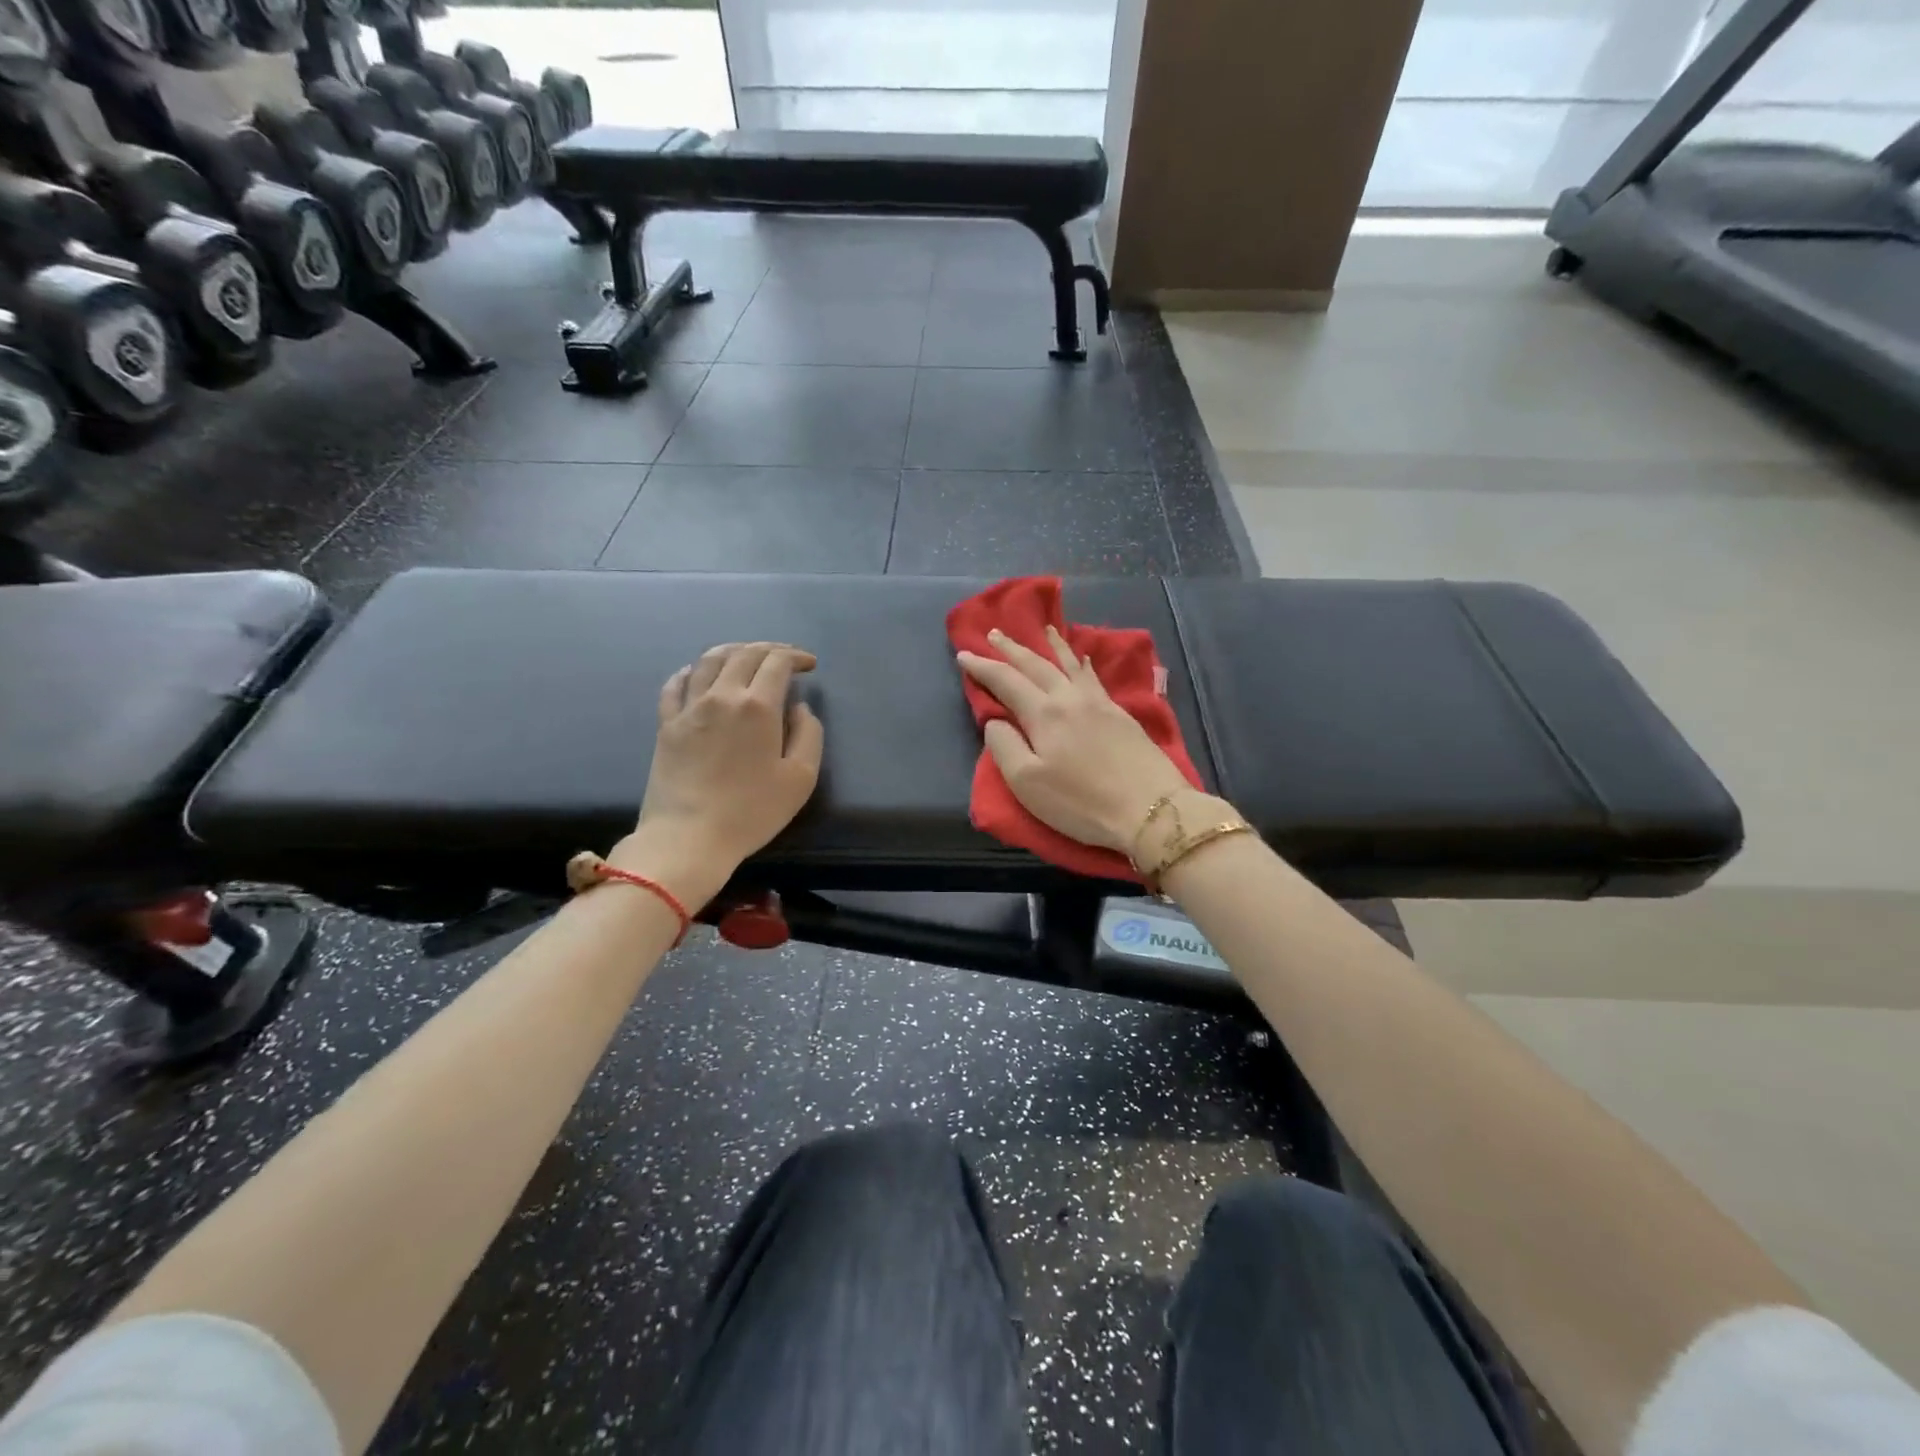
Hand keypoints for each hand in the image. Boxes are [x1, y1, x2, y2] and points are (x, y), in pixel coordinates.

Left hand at [614, 643, 823, 901]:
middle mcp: (722, 695)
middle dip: (769, 649)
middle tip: (785, 658)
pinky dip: (691, 671)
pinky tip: (698, 674)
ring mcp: (689, 708)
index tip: (809, 664)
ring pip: (709, 660)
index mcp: (758, 706)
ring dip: (733, 651)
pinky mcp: (666, 725)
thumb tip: (799, 708)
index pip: (777, 662)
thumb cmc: (752, 811)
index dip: (796, 656)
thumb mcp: (801, 778)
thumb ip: (809, 734)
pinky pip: (675, 684)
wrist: (689, 837)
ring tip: (747, 657)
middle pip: (744, 654)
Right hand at [957, 626, 1191, 853]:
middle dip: (1012, 649)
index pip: (1006, 681)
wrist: (1151, 809)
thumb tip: (996, 721)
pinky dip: (1081, 663)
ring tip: (1043, 630)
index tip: (963, 654)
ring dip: (1051, 646)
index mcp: (1043, 714)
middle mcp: (1069, 698)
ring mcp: (1099, 703)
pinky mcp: (1121, 713)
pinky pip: (1093, 677)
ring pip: (1069, 665)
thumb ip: (1004, 746)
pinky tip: (1083, 659)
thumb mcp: (1027, 783)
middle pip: (1036, 665)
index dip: (982, 667)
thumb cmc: (1081, 802)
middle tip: (995, 633)